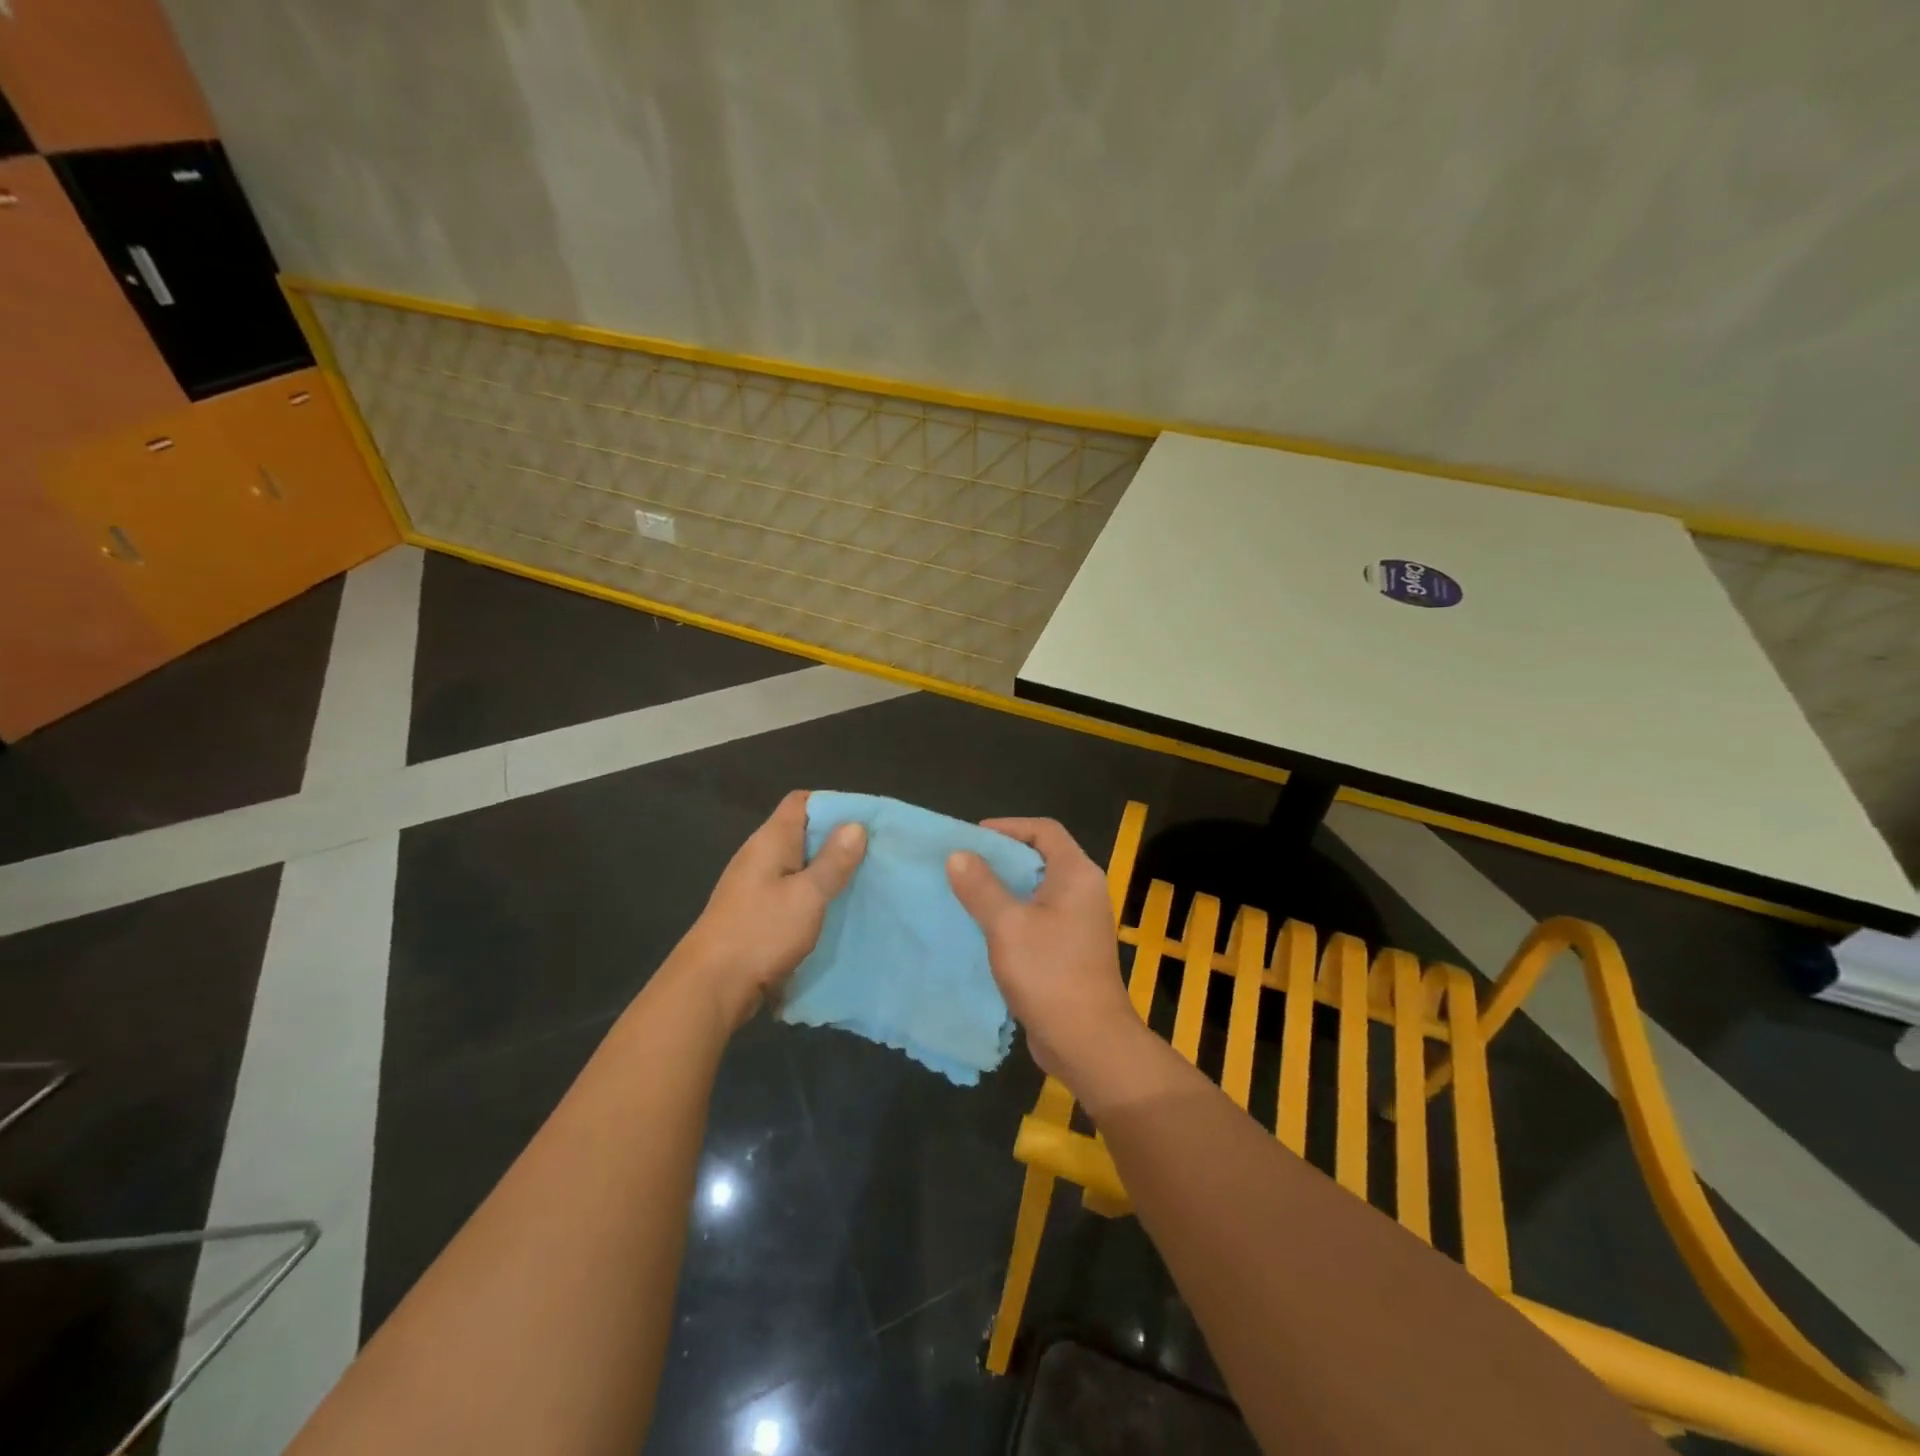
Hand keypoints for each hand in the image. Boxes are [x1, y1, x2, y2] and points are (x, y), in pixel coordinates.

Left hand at [673, 791, 865, 1030]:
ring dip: (827, 871)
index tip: (864, 821)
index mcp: (770, 841)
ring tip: (863, 880)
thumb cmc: (761, 933)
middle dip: (837, 841)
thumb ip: (833, 861)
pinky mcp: (756, 913)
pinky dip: (814, 896)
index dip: (833, 804)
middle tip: (874, 853)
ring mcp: (755, 886)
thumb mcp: (807, 896)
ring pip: (799, 865)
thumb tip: (856, 825)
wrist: (711, 988)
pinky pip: (792, 892)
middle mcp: (761, 856)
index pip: (801, 802)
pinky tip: (836, 910)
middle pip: (803, 833)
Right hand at [946, 818, 1146, 1094]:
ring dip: (1003, 889)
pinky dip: (1011, 915)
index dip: (1008, 827)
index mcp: (1077, 874)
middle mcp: (1083, 891)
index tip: (972, 838)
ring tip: (965, 893)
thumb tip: (958, 855)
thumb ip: (981, 887)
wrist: (1088, 1041)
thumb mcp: (1007, 925)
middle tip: (962, 865)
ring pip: (1036, 890)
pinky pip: (1037, 918)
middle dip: (1000, 858)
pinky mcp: (1069, 949)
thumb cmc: (1050, 974)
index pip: (1044, 830)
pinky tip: (983, 928)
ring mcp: (1079, 922)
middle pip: (1040, 857)